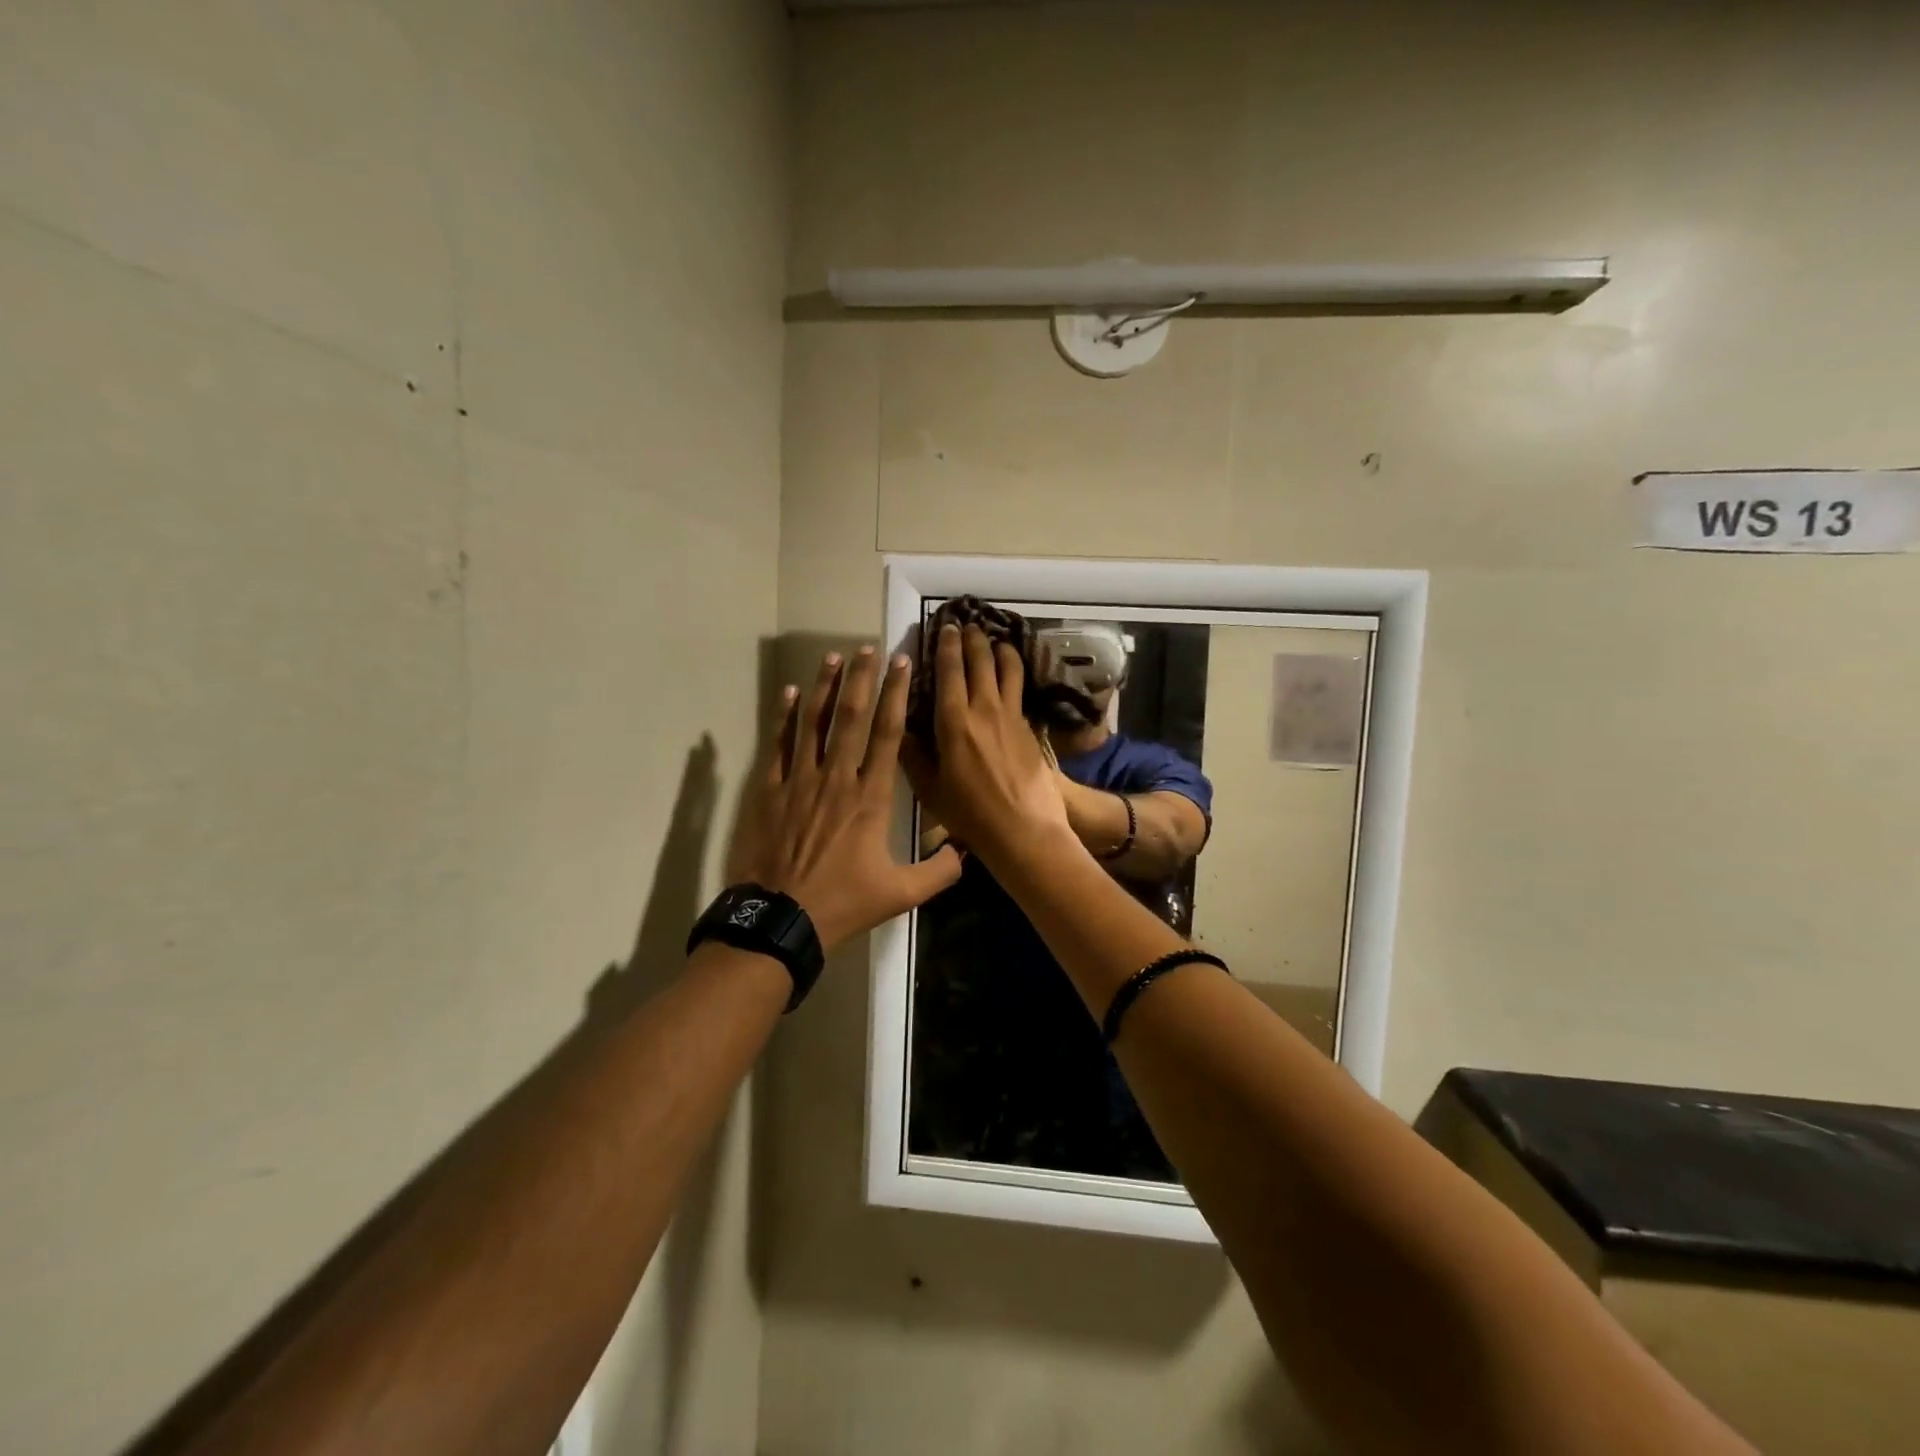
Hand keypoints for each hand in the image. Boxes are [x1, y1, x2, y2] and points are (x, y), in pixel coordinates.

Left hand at [728, 646, 962, 949]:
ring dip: (825, 687)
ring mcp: (800, 782)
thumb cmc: (843, 903)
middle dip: (862, 679)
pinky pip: (779, 745)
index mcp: (870, 798)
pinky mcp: (771, 792)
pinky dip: (784, 717)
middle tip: (868, 647)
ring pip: (814, 723)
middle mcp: (837, 779)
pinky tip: (789, 693)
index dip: (896, 696)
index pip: (887, 735)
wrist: (780, 920)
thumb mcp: (900, 894)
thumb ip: (939, 872)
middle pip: (851, 718)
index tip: (901, 664)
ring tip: (833, 656)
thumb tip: (967, 853)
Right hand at [899, 624, 1070, 861]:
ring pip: (1008, 669)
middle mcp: (984, 709)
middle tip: (968, 626)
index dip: (946, 646)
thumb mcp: (930, 790)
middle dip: (973, 639)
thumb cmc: (970, 814)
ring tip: (996, 640)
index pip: (949, 671)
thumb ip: (913, 757)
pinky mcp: (1029, 728)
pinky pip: (1020, 690)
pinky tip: (1011, 674)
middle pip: (981, 661)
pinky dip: (1014, 673)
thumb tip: (901, 731)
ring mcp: (1011, 716)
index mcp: (953, 721)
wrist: (1024, 830)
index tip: (945, 628)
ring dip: (1000, 649)